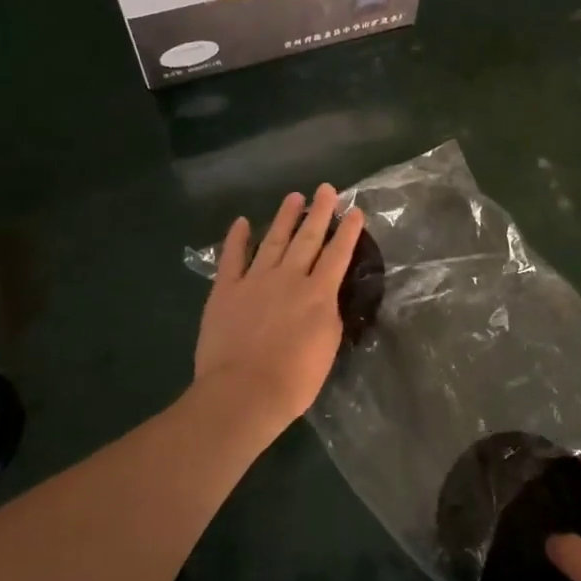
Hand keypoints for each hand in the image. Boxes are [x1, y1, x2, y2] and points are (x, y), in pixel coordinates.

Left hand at [194, 186, 364, 436]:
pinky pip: (232, 258)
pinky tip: (243, 222)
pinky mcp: (225, 290)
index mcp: (318, 294)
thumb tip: (325, 296)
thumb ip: (328, 315)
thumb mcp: (327, 347)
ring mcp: (255, 281)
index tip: (355, 210)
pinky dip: (237, 238)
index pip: (338, 255)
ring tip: (294, 197)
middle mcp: (289, 278)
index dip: (348, 231)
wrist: (244, 392)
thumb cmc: (294, 379)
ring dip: (285, 218)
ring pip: (274, 241)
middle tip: (326, 189)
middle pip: (308, 238)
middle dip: (320, 212)